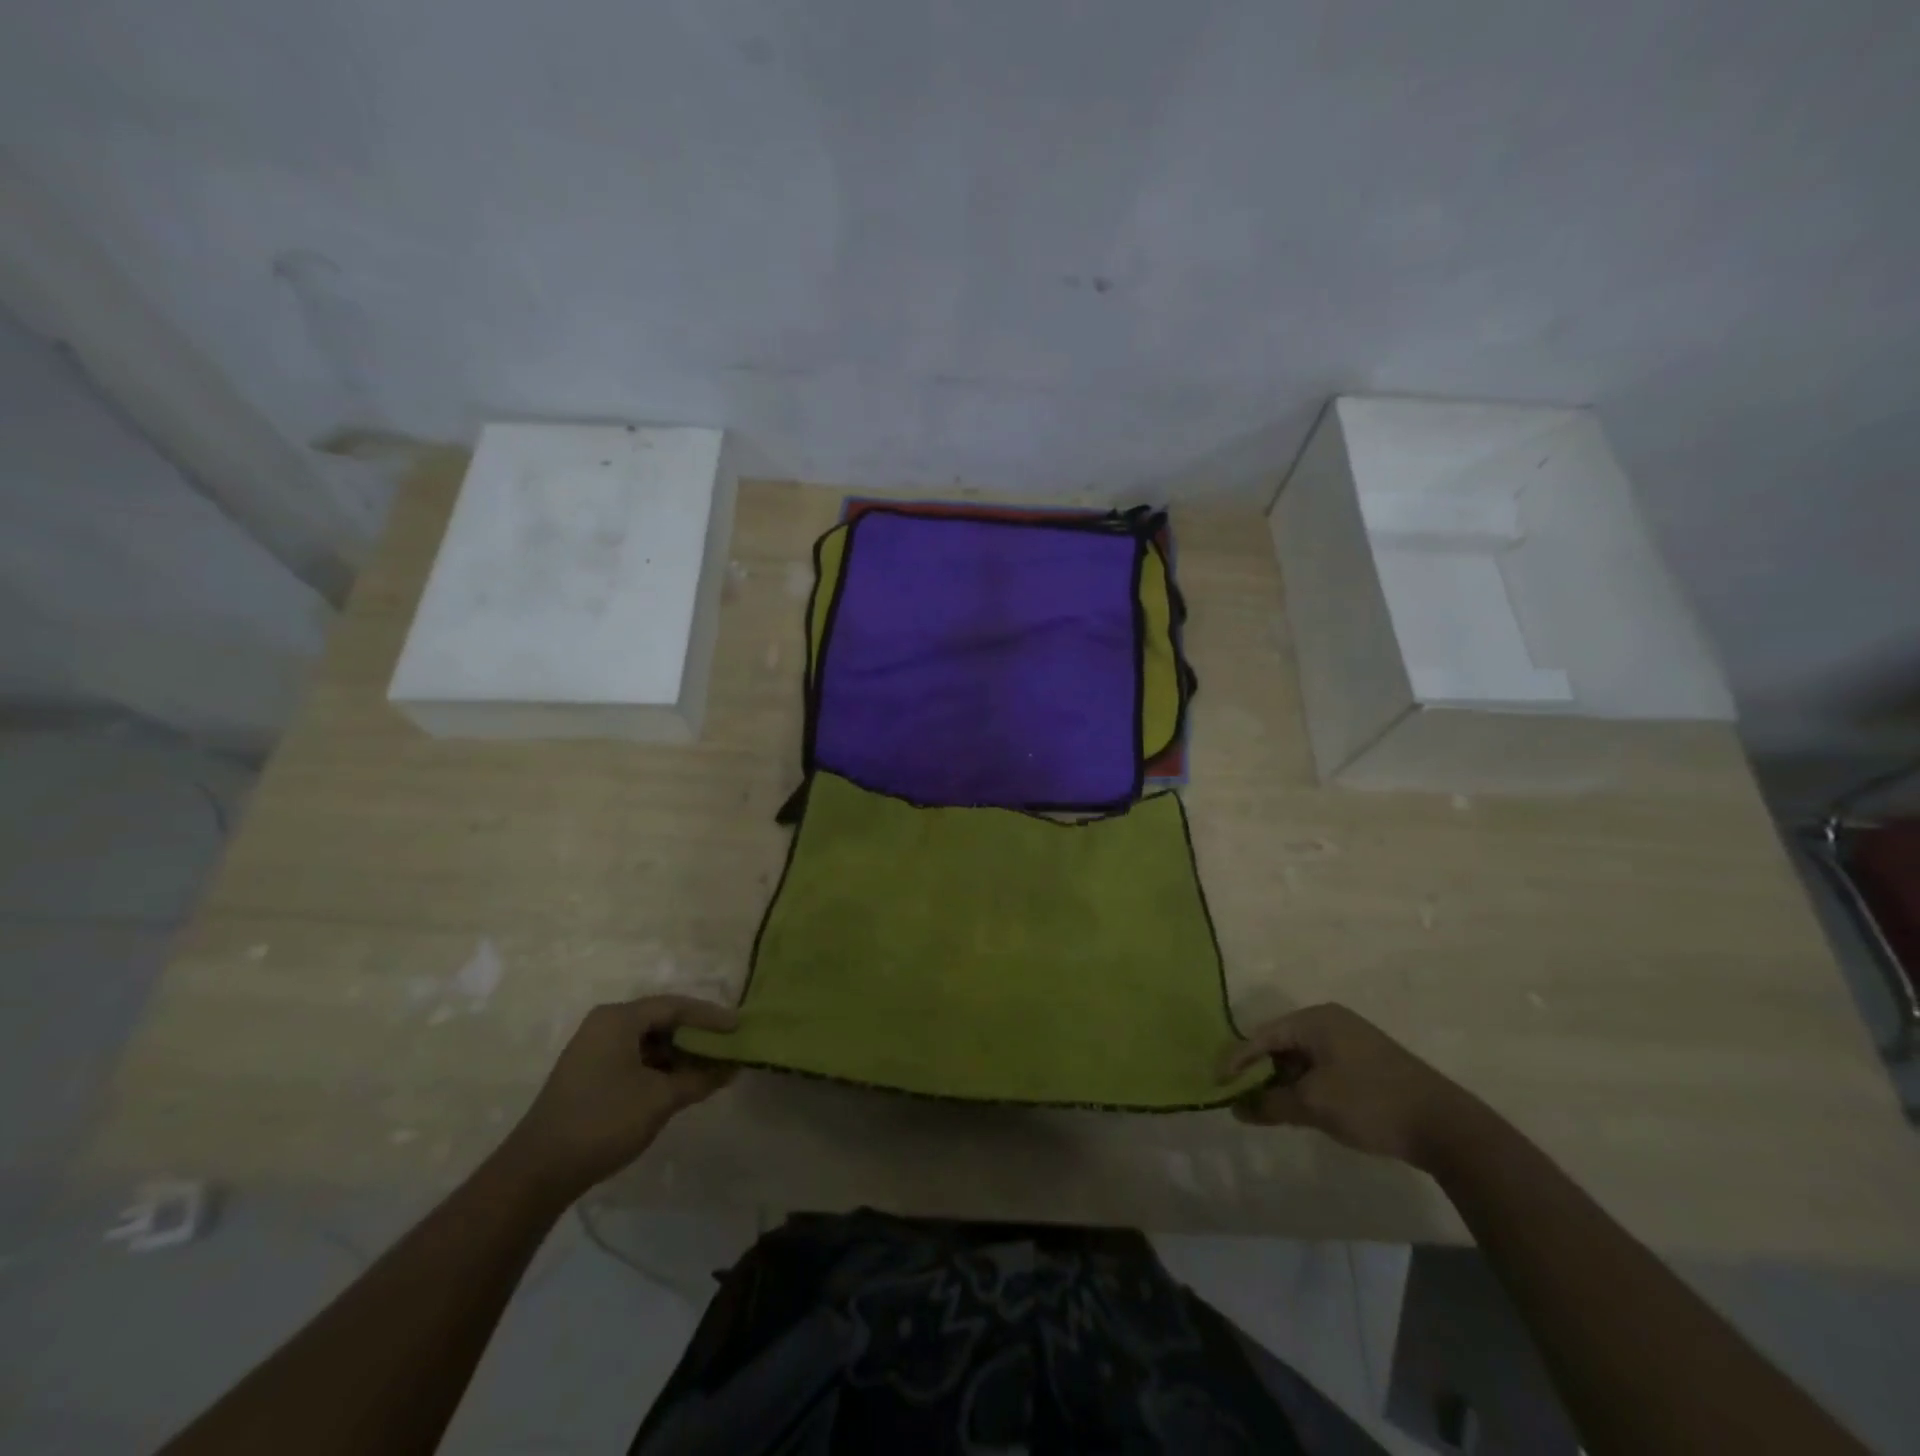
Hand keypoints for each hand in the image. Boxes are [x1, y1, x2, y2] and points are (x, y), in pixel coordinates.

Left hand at [500, 996, 737, 1199]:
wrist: (537, 1172)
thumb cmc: (603, 1121)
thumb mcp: (660, 1098)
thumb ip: (699, 1078)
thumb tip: (732, 1068)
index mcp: (619, 1018)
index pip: (675, 1006)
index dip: (711, 1016)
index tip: (739, 1028)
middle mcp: (605, 1025)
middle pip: (662, 1020)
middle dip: (697, 1036)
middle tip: (728, 1047)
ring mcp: (594, 1049)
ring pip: (649, 1041)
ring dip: (680, 1054)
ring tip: (710, 1068)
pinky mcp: (590, 1074)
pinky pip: (635, 1058)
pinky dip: (661, 1067)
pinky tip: (681, 1083)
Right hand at [1219, 1003, 1487, 1170]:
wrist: (1447, 1128)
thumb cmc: (1371, 1103)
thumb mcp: (1313, 1104)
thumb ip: (1271, 1103)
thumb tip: (1238, 1108)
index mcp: (1316, 1019)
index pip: (1262, 1035)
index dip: (1237, 1060)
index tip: (1217, 1084)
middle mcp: (1331, 1022)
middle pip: (1280, 1044)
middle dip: (1260, 1072)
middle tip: (1240, 1098)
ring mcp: (1351, 1041)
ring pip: (1301, 1059)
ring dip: (1283, 1082)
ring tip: (1266, 1108)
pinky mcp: (1367, 1063)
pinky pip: (1321, 1068)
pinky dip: (1305, 1086)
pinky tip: (1300, 1109)